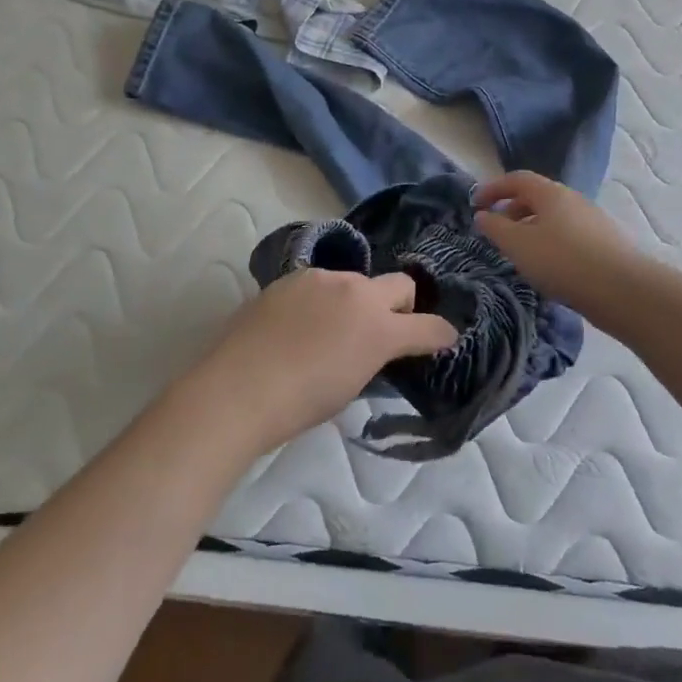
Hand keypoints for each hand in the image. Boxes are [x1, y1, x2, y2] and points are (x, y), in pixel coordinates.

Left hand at [184, 269, 457, 454]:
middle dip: (403, 304)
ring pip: (356, 281)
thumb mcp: (350, 386)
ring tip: (331, 329)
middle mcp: (357, 292)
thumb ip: (372, 356)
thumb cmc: (299, 404)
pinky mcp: (291, 277)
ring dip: (356, 301)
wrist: (238, 388)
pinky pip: (321, 284)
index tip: (444, 338)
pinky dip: (323, 299)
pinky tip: (300, 324)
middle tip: (386, 328)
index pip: (427, 326)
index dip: (440, 334)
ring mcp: (322, 279)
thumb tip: (373, 346)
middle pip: (400, 284)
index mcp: (378, 328)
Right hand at [472, 170, 644, 313]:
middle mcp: (573, 199)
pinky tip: (547, 267)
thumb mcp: (518, 244)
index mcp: (551, 193)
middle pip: (536, 197)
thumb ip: (495, 227)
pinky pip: (567, 235)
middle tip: (495, 230)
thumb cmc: (562, 261)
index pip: (517, 179)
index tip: (474, 204)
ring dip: (530, 228)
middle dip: (511, 209)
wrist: (622, 290)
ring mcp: (591, 221)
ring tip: (519, 253)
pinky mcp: (603, 243)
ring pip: (553, 218)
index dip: (493, 188)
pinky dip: (549, 243)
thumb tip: (483, 215)